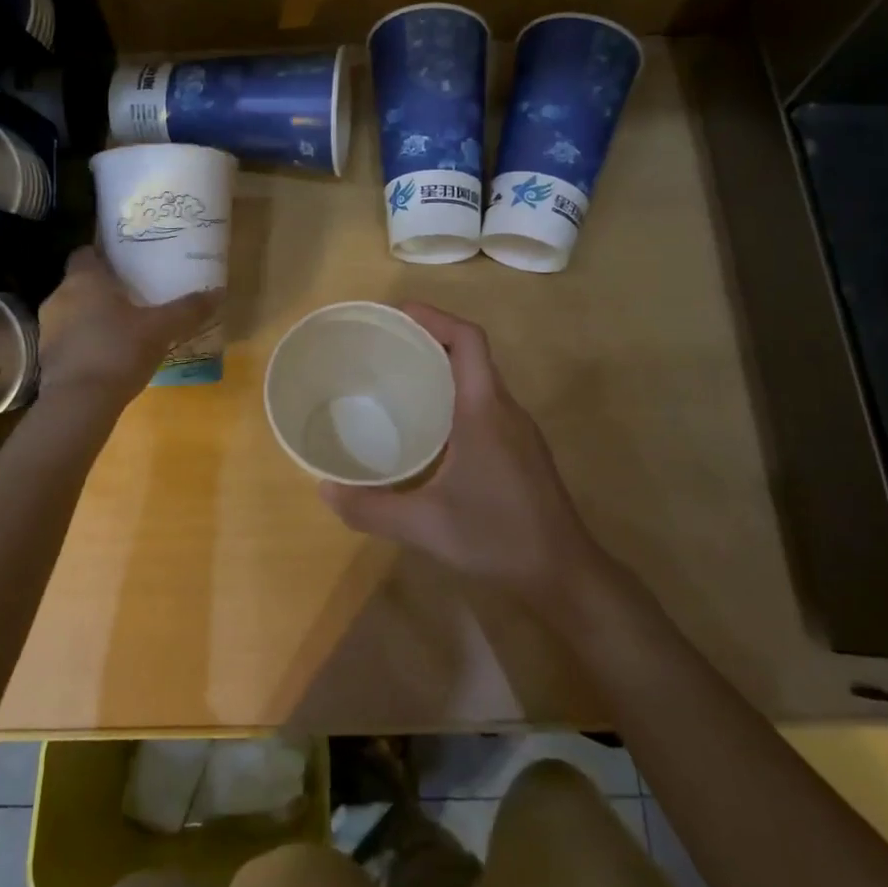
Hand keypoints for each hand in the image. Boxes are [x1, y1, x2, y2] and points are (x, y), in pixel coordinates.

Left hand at [38, 246, 221, 401]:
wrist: (79, 402)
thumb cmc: (119, 351)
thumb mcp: (162, 329)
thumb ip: (188, 309)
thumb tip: (218, 292)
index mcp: (84, 279)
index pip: (85, 253)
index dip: (103, 255)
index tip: (124, 263)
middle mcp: (59, 297)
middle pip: (79, 282)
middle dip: (102, 288)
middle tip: (131, 295)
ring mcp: (48, 328)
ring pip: (71, 312)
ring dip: (90, 316)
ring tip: (121, 326)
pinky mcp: (46, 357)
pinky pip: (67, 339)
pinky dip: (83, 342)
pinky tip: (106, 355)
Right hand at [317, 303, 608, 613]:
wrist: (564, 573)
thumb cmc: (497, 537)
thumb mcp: (425, 525)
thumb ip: (370, 507)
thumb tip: (323, 490)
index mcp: (484, 410)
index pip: (468, 340)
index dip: (434, 317)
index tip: (397, 313)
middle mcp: (505, 409)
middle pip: (472, 353)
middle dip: (430, 338)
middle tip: (385, 344)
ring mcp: (518, 429)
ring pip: (480, 378)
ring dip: (445, 367)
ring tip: (400, 377)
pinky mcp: (521, 449)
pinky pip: (485, 402)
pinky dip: (456, 394)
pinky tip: (430, 425)